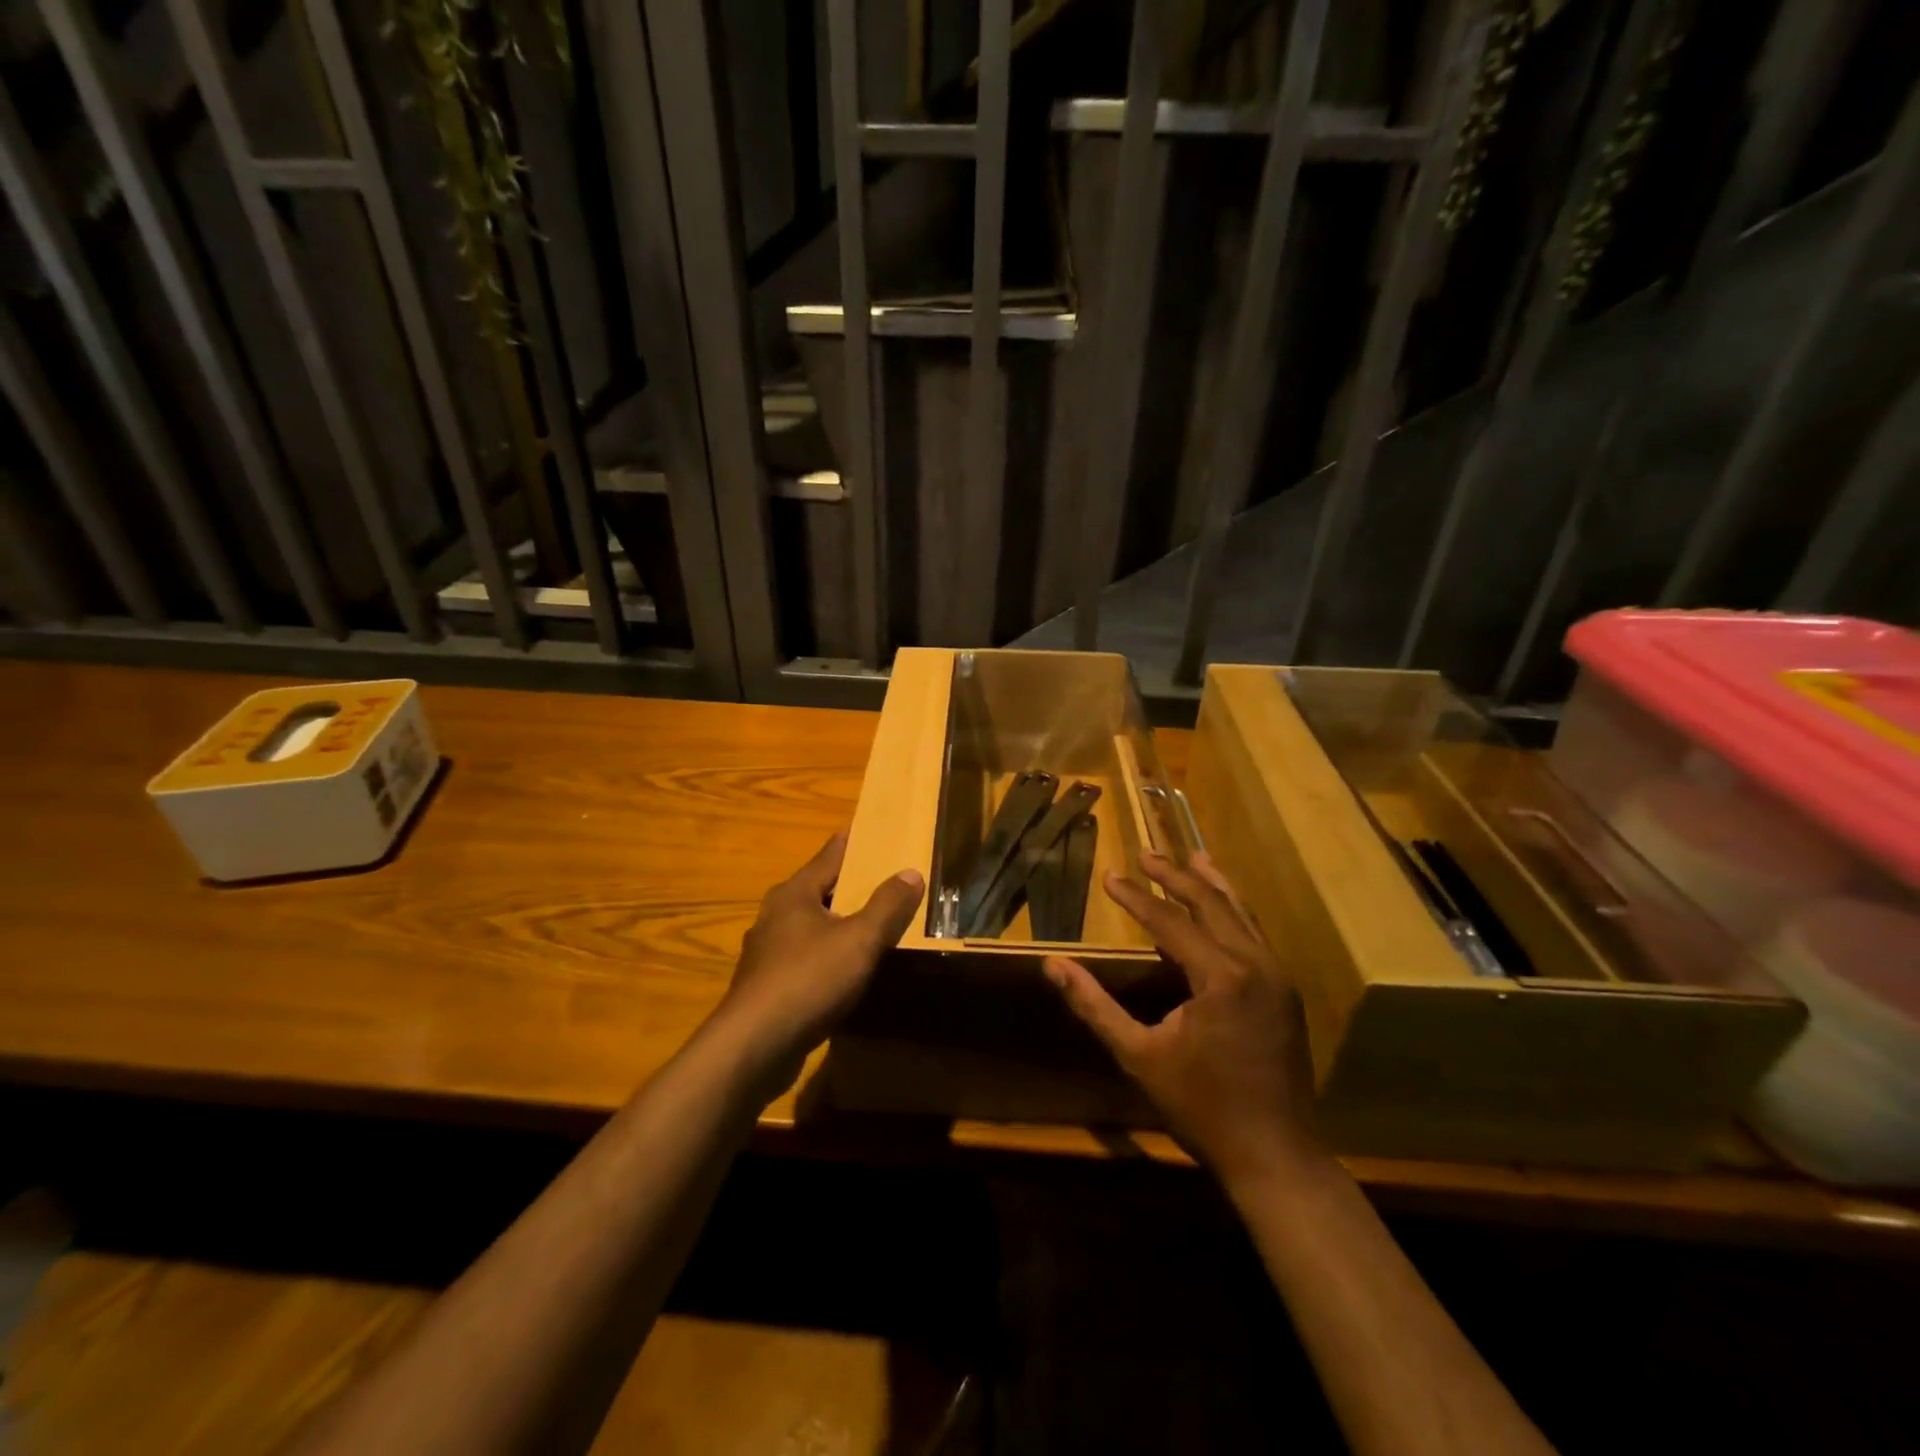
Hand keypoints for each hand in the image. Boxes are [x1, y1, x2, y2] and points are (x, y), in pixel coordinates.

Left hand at [717, 832, 924, 1073]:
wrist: (754, 1046)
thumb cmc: (808, 979)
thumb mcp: (859, 939)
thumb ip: (887, 906)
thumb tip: (911, 872)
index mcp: (793, 894)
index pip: (828, 856)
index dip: (850, 842)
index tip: (866, 827)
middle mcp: (775, 916)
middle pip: (818, 890)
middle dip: (847, 883)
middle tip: (880, 875)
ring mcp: (767, 953)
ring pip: (810, 926)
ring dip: (837, 922)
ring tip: (869, 921)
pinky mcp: (767, 986)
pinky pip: (805, 958)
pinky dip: (827, 954)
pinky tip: (845, 968)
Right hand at [1044, 851, 1321, 1186]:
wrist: (1275, 1156)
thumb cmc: (1201, 1106)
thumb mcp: (1138, 1055)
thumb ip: (1094, 1005)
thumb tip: (1052, 965)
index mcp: (1221, 976)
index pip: (1170, 921)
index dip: (1137, 897)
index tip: (1110, 876)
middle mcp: (1255, 965)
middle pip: (1211, 904)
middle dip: (1176, 877)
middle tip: (1146, 854)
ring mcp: (1277, 977)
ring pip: (1242, 915)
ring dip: (1213, 886)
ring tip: (1194, 857)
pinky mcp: (1286, 993)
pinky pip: (1257, 936)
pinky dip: (1235, 913)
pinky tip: (1224, 908)